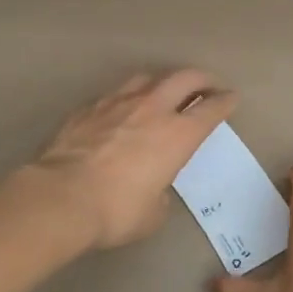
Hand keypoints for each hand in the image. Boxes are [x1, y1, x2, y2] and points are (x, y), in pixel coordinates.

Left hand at [30, 69, 236, 250]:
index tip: (231, 97)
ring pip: (148, 77)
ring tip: (164, 90)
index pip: (211, 109)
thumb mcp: (152, 213)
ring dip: (163, 81)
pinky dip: (127, 97)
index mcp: (178, 135)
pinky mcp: (88, 107)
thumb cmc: (116, 210)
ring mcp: (117, 103)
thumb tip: (153, 188)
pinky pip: (115, 94)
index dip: (225, 102)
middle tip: (208, 84)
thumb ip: (160, 194)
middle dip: (202, 79)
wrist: (60, 197)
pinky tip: (122, 109)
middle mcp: (152, 109)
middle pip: (184, 78)